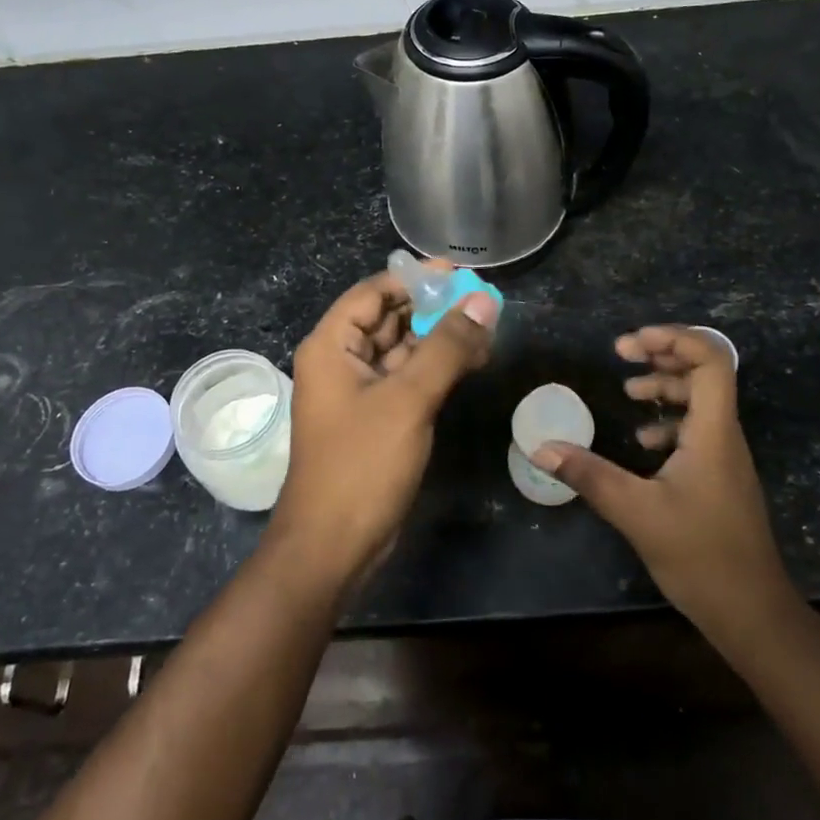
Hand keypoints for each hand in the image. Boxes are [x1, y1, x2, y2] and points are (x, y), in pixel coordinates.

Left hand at [270, 266, 498, 590]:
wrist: (333, 546)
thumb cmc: (362, 464)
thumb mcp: (408, 400)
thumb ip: (446, 347)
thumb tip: (483, 301)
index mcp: (332, 345)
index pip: (373, 292)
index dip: (414, 279)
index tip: (459, 273)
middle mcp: (341, 361)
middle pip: (389, 318)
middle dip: (433, 308)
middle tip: (483, 301)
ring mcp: (359, 392)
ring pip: (403, 350)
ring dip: (440, 338)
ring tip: (488, 328)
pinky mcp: (377, 418)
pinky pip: (408, 379)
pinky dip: (437, 368)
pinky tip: (473, 361)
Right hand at [534, 326, 793, 628]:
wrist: (752, 613)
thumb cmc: (700, 556)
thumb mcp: (636, 512)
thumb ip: (589, 475)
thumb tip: (542, 448)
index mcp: (713, 432)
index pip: (710, 361)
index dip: (674, 339)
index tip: (630, 344)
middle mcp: (724, 435)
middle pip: (705, 372)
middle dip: (663, 354)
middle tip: (622, 354)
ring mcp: (725, 457)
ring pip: (700, 401)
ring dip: (665, 386)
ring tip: (628, 390)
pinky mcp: (719, 477)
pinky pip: (697, 429)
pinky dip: (668, 421)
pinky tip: (643, 441)